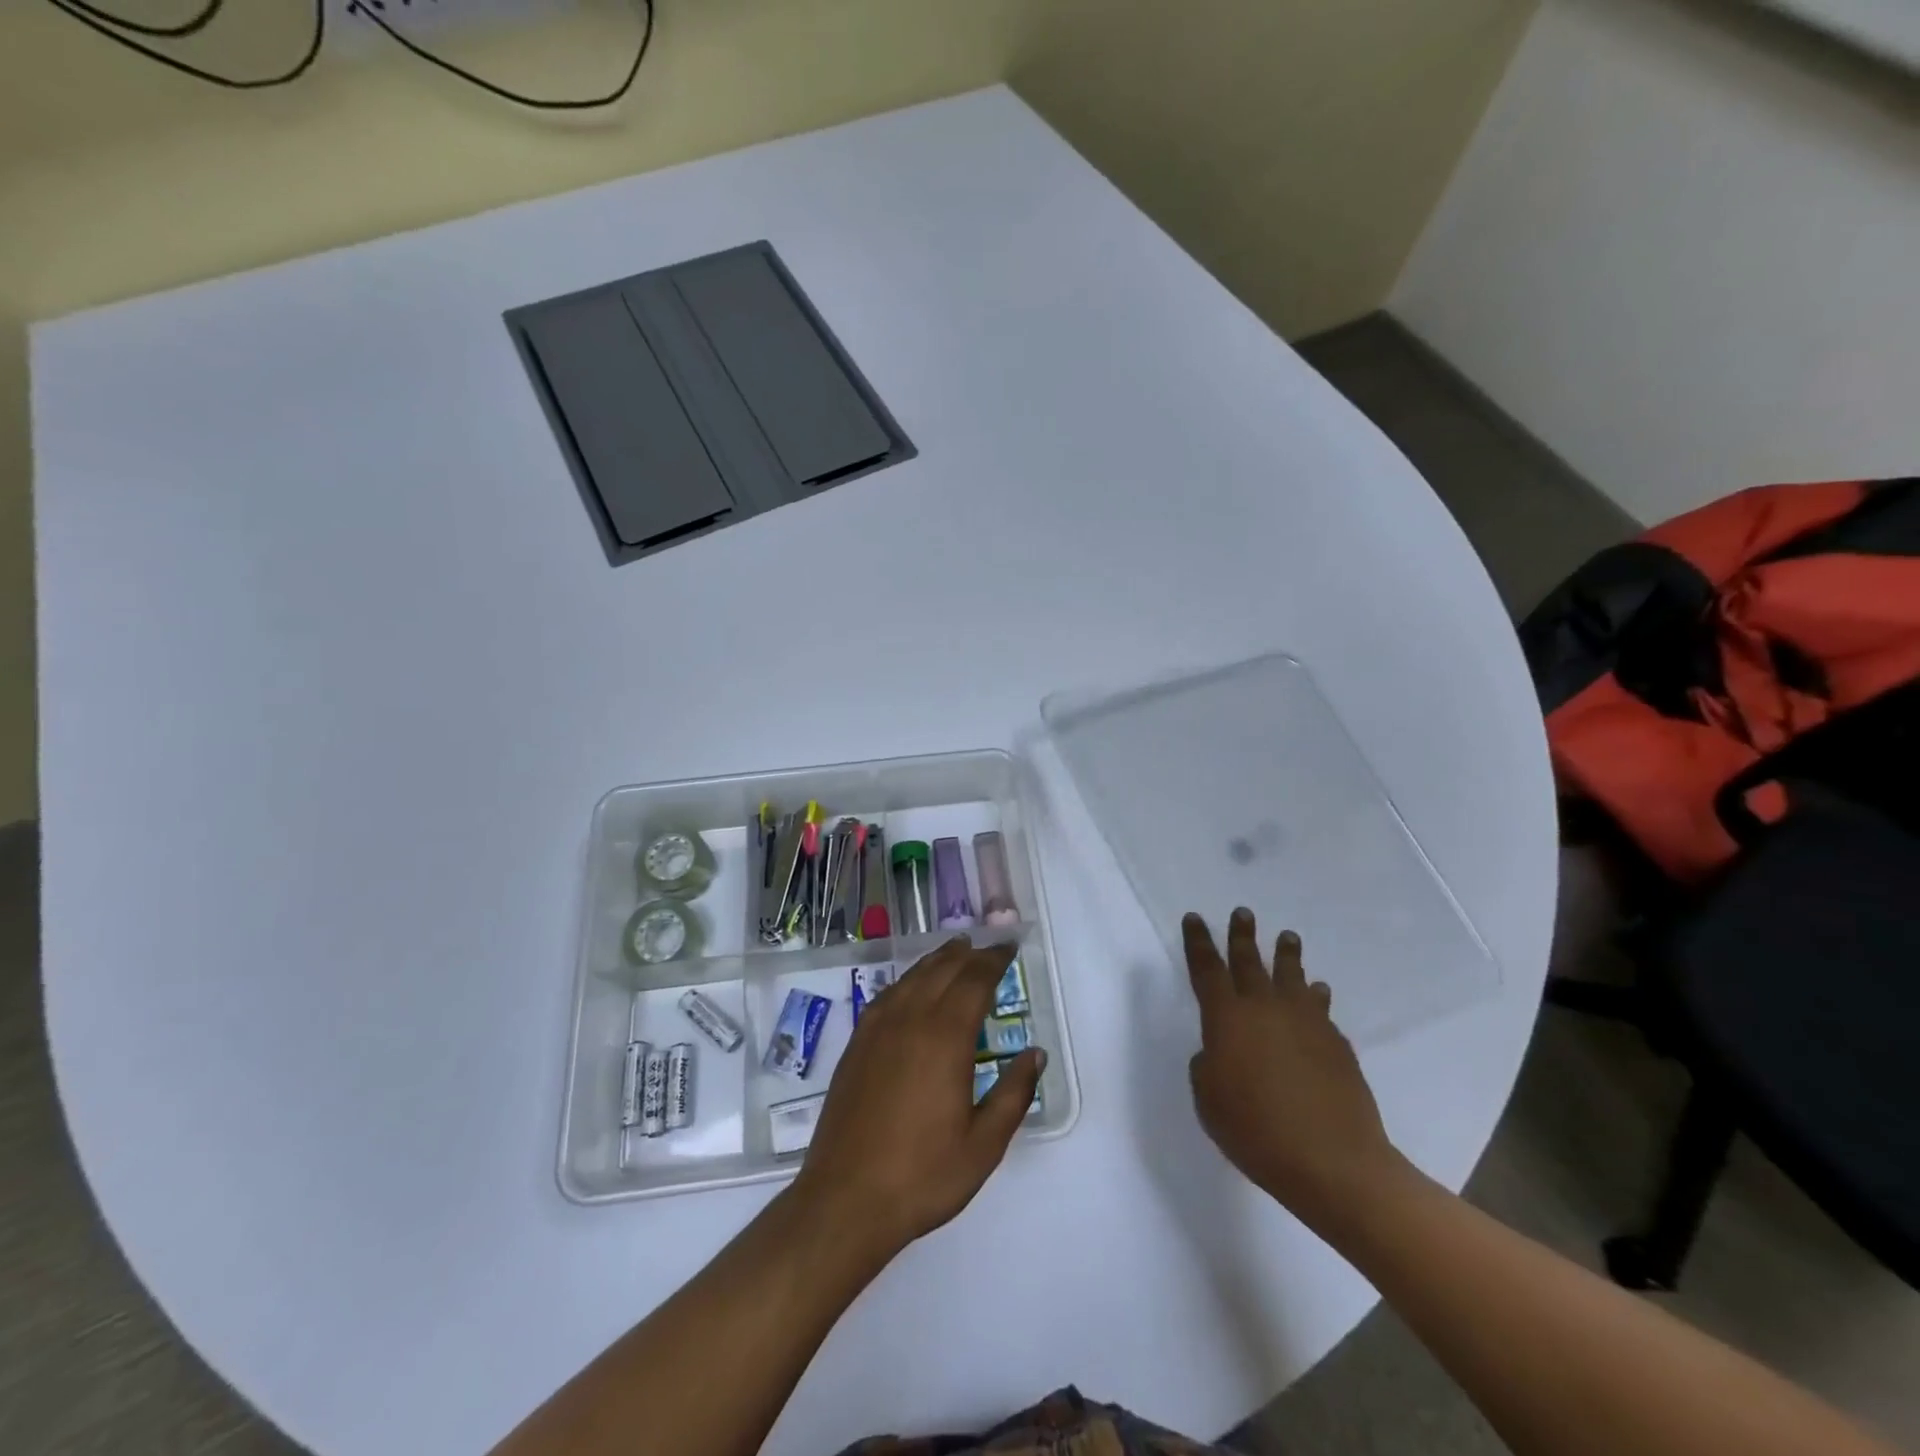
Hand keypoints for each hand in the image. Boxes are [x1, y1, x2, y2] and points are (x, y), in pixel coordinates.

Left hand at [791, 938, 1044, 1255]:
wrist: (846, 1198)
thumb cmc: (923, 1175)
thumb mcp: (984, 1144)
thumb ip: (1014, 1094)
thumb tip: (1035, 1054)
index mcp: (946, 1038)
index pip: (975, 981)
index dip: (994, 961)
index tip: (1008, 948)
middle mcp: (911, 1020)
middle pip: (944, 970)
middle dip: (970, 954)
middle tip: (988, 947)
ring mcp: (879, 1029)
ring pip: (913, 977)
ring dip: (938, 959)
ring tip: (955, 949)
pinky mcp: (857, 1043)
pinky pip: (887, 995)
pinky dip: (908, 980)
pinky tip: (912, 985)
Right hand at [1183, 909, 1402, 1229]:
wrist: (1334, 1162)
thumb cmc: (1257, 1132)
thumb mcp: (1209, 1101)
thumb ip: (1208, 1066)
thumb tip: (1219, 1051)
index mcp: (1227, 1018)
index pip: (1207, 969)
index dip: (1198, 942)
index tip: (1194, 918)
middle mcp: (1265, 1008)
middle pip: (1250, 961)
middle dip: (1242, 935)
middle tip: (1242, 913)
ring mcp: (1306, 1021)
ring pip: (1292, 975)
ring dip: (1286, 954)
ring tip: (1287, 937)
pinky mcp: (1336, 1041)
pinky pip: (1320, 1007)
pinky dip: (1315, 995)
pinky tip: (1317, 992)